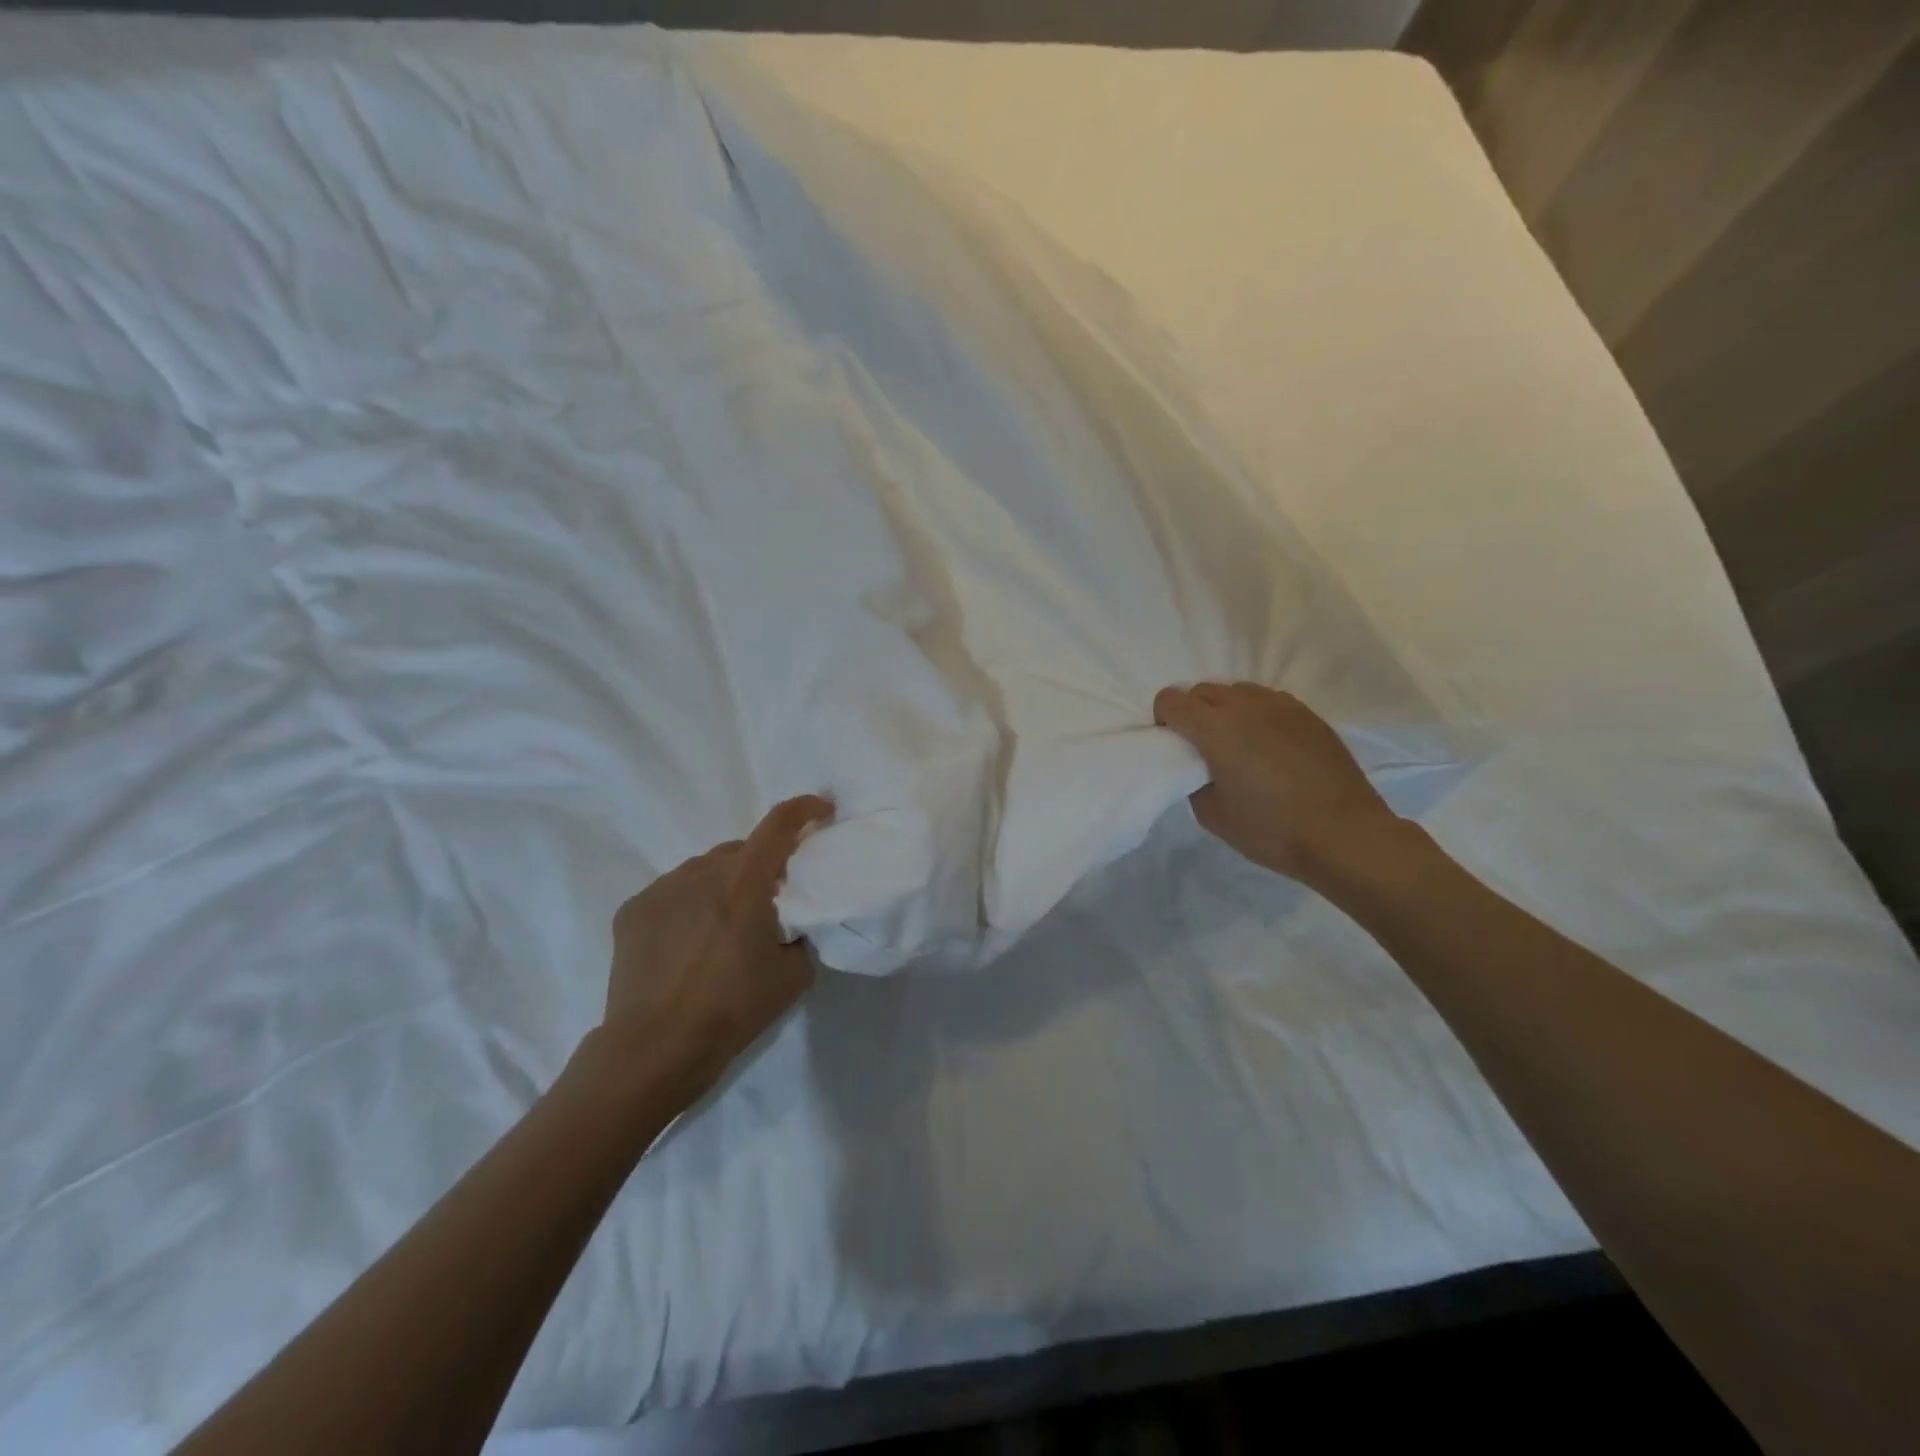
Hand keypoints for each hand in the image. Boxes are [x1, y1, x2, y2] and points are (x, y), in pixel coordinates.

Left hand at [598, 795, 834, 1102]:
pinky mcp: (633, 910)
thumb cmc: (732, 1010)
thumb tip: (796, 919)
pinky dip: (690, 904)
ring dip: (723, 884)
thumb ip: (802, 933)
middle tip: (769, 901)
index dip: (805, 809)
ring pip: (705, 870)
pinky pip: (673, 892)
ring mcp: (662, 889)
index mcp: (745, 883)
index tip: (822, 810)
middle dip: (761, 865)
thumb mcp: (793, 975)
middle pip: (741, 850)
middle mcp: (701, 872)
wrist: (654, 1049)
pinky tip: (688, 942)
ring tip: (724, 927)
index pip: (779, 824)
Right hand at [1153, 682, 1401, 884]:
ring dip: (1227, 710)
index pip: (1170, 699)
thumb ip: (1194, 780)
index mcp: (1214, 728)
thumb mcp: (1212, 815)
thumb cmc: (1271, 829)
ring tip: (1239, 743)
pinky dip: (1258, 715)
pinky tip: (1270, 746)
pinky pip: (1269, 701)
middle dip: (1193, 712)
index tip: (1173, 744)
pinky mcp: (1308, 714)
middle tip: (1203, 747)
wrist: (1344, 834)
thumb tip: (1200, 767)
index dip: (1164, 719)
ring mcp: (1281, 706)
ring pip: (1238, 691)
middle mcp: (1245, 706)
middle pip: (1203, 690)